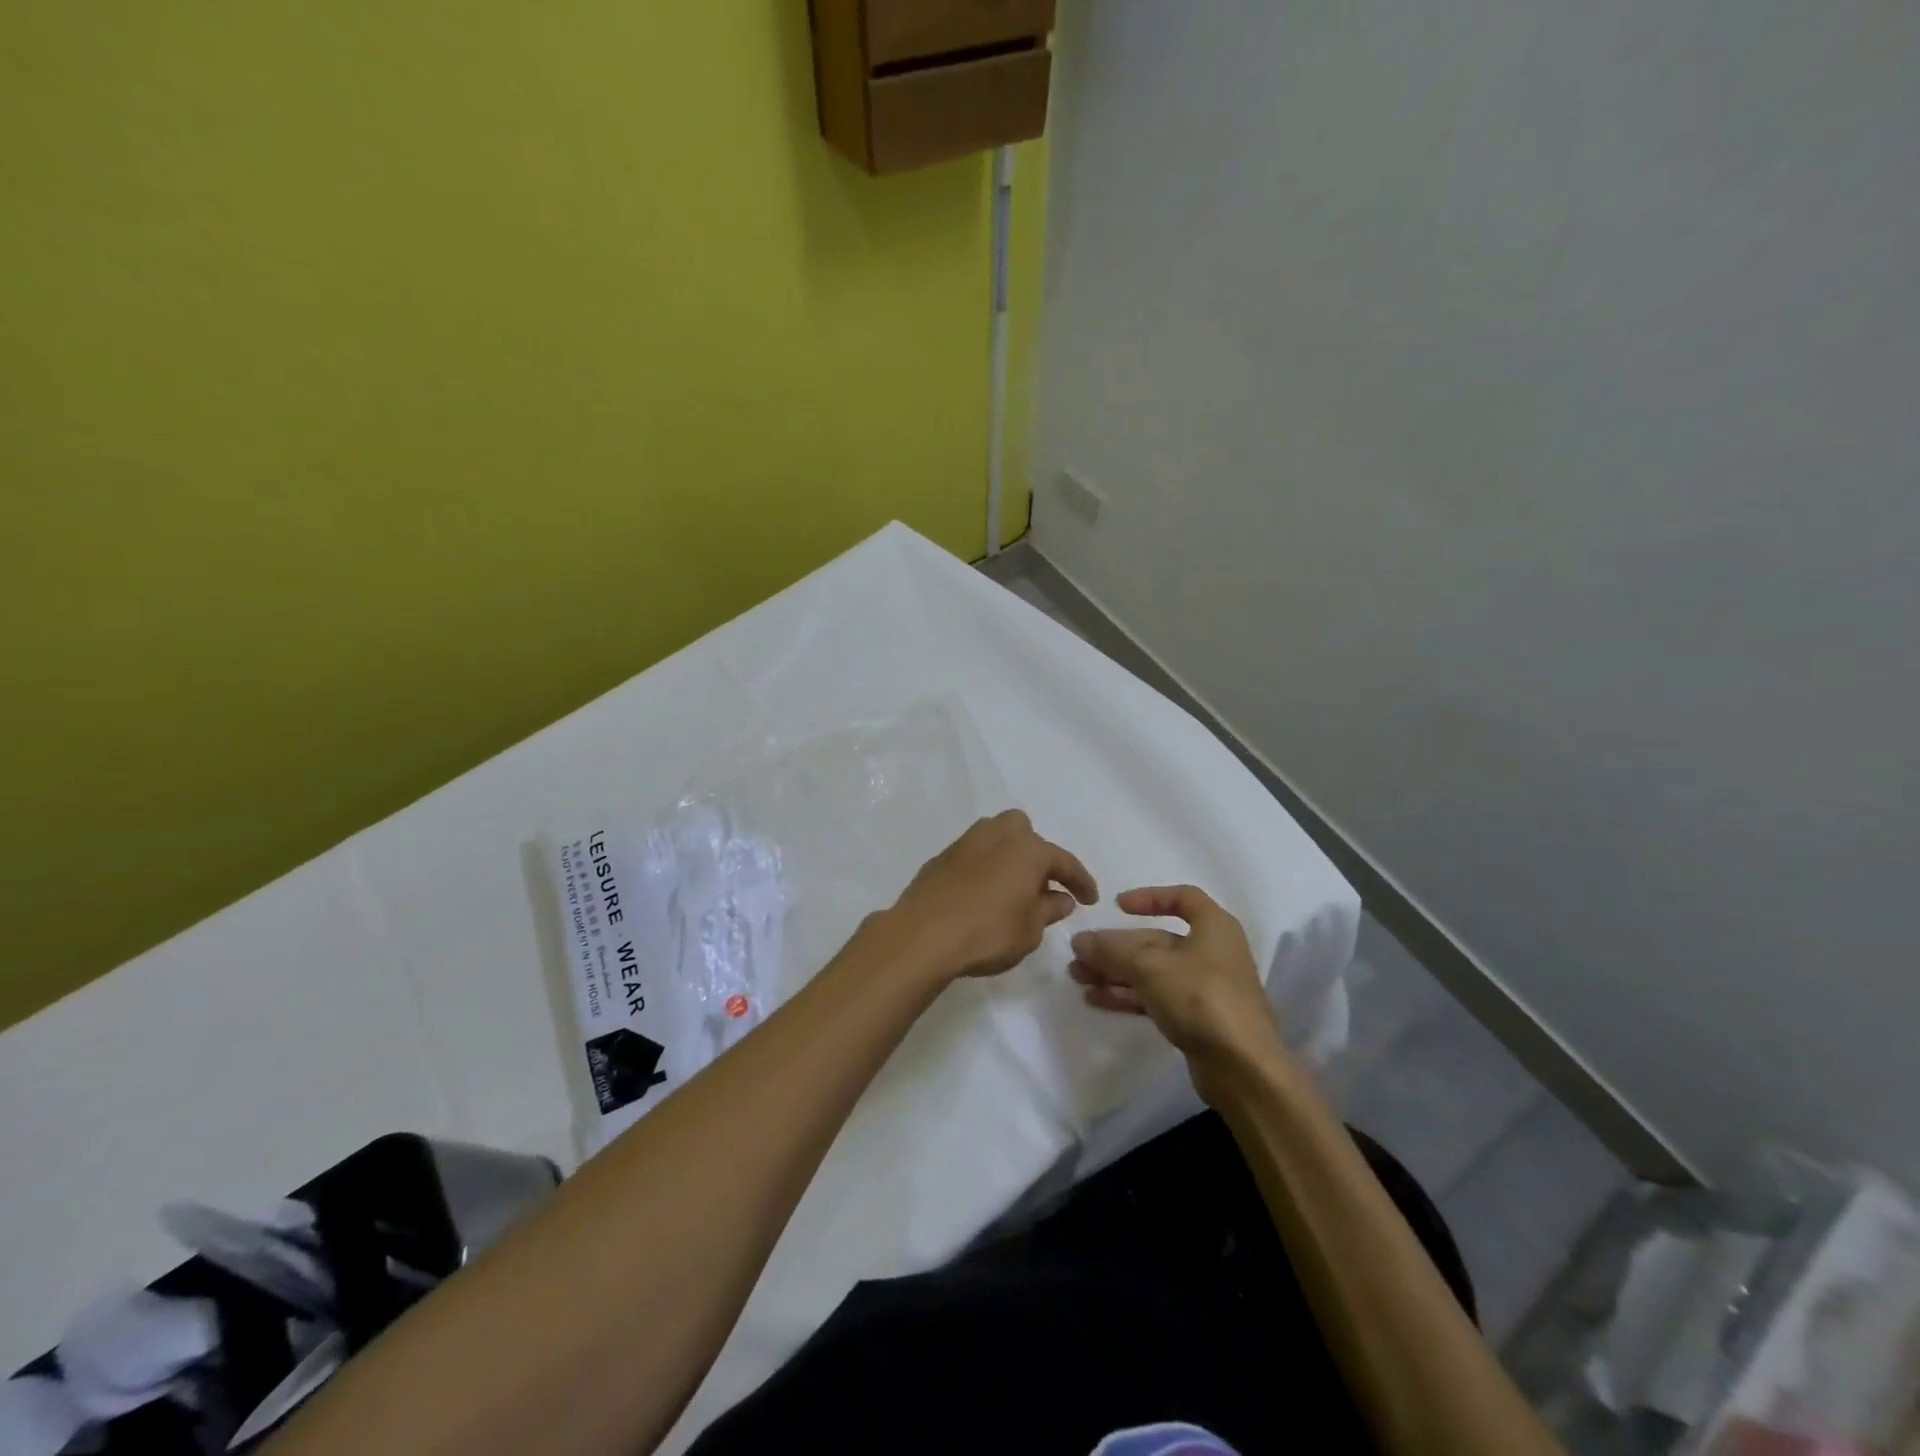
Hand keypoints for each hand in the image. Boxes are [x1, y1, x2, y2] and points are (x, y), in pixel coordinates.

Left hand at [885, 810, 1097, 982]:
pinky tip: (981, 893)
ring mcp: (965, 843)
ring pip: (995, 836)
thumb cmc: (987, 933)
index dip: (1081, 881)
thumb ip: (1049, 909)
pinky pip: (972, 855)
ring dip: (1008, 855)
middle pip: (1024, 831)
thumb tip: (1061, 897)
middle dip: (1037, 853)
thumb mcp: (1030, 930)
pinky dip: (983, 867)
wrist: (922, 935)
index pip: (1064, 861)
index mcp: (1028, 849)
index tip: (1091, 900)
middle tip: (1042, 884)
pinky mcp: (941, 858)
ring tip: (1011, 886)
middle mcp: (997, 835)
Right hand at [1069, 884, 1291, 1101]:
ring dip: (1115, 972)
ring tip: (1078, 978)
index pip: (1182, 898)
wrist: (1243, 1069)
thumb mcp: (1151, 967)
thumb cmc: (1202, 999)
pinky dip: (1128, 996)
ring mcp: (1204, 988)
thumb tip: (1079, 940)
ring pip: (1152, 971)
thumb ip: (1112, 951)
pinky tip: (1095, 999)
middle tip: (1079, 954)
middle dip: (1116, 947)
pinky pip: (1155, 997)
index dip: (1149, 897)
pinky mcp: (1196, 1019)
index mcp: (1214, 927)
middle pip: (1157, 940)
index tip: (1117, 906)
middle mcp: (1212, 952)